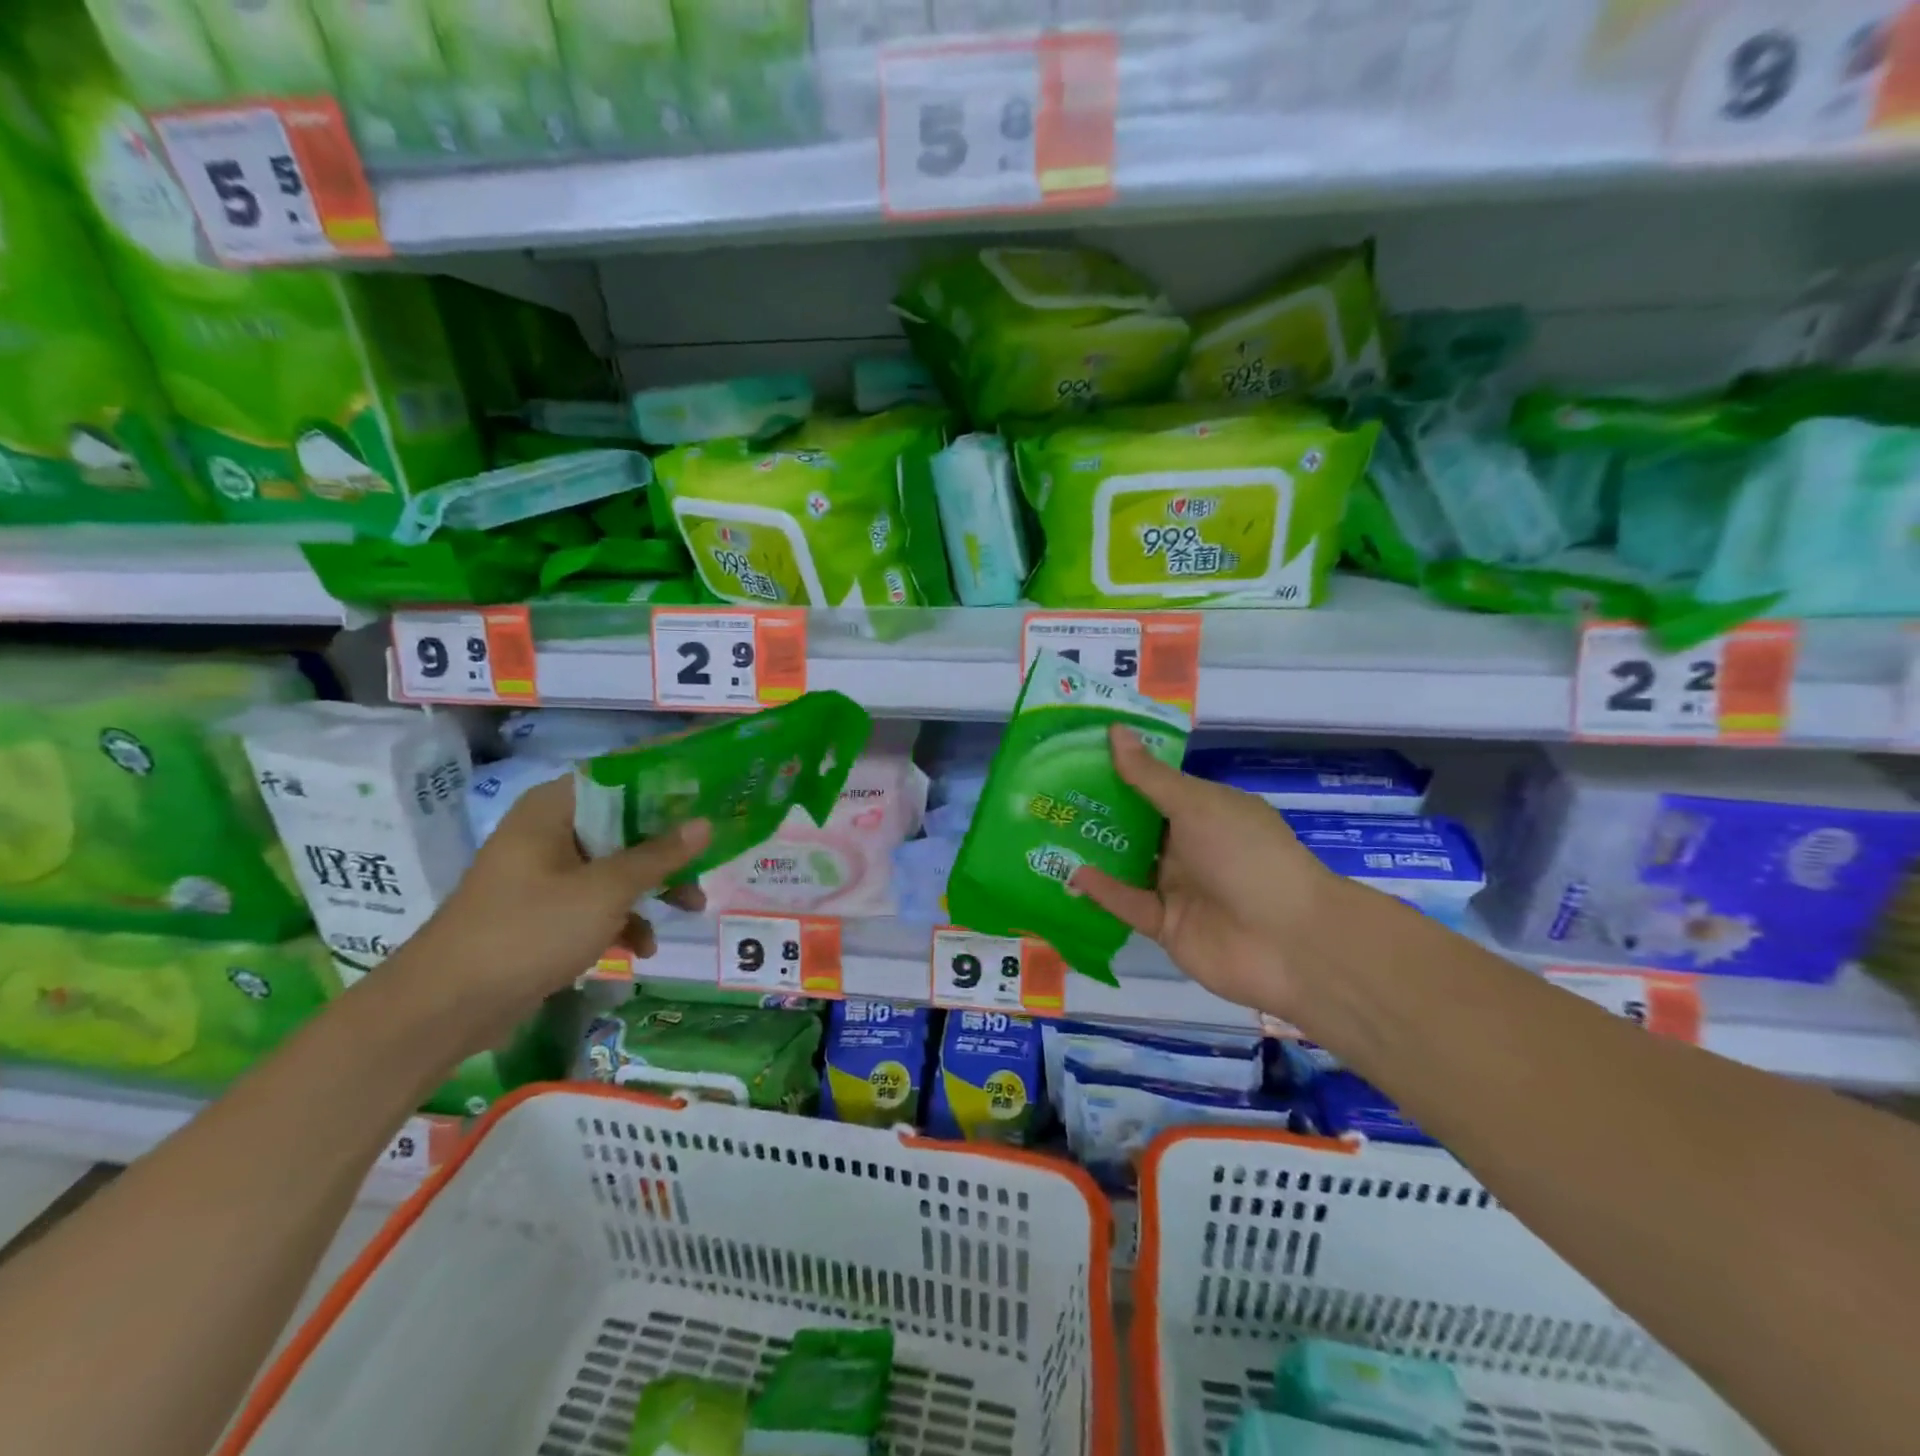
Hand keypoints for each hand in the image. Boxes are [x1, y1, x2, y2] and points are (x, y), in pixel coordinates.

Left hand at [403, 775, 709, 1033]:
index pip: (619, 779)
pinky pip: (594, 902)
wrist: (446, 1008)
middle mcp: (547, 833)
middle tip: (706, 862)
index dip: (664, 790)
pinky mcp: (541, 913)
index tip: (704, 805)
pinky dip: (622, 919)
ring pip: (614, 867)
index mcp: (553, 809)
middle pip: (622, 826)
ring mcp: (543, 875)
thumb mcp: (606, 891)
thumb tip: (705, 824)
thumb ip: (659, 856)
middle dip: (667, 850)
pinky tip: (643, 947)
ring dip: (651, 888)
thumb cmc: (529, 930)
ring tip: (690, 910)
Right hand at [1070, 726, 1345, 1018]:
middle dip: (1099, 810)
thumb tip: (1116, 731)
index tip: (1077, 754)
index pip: (1156, 786)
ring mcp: (1178, 887)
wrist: (1290, 941)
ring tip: (1049, 829)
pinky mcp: (1166, 925)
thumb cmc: (1246, 855)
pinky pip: (1128, 903)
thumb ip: (1150, 776)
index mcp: (1205, 811)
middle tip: (1049, 792)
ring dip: (1095, 850)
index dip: (1120, 770)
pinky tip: (1073, 873)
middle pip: (1137, 825)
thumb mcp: (1197, 805)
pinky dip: (1103, 890)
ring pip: (1128, 864)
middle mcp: (1190, 846)